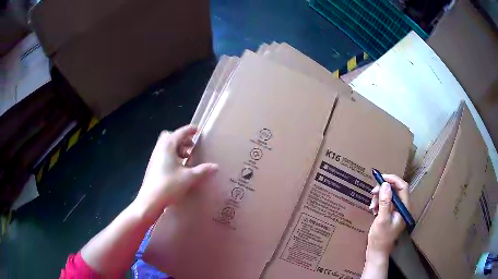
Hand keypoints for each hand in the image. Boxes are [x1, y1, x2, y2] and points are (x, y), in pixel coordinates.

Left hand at [133, 125, 217, 216]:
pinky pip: (164, 155)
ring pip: (166, 146)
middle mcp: (160, 148)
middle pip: (170, 137)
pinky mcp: (153, 166)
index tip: (198, 130)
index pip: (180, 133)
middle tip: (192, 147)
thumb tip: (215, 166)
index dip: (190, 130)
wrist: (150, 200)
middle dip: (182, 139)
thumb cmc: (169, 185)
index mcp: (168, 146)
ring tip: (187, 159)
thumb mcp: (189, 177)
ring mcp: (155, 158)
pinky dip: (172, 156)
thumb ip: (203, 170)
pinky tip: (179, 169)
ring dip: (177, 149)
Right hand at [366, 174, 408, 260]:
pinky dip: (379, 202)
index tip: (380, 178)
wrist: (377, 251)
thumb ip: (385, 202)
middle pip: (396, 190)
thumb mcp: (382, 219)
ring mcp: (397, 211)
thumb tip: (385, 185)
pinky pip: (386, 202)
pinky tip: (373, 208)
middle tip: (372, 192)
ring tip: (372, 204)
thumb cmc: (380, 238)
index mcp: (404, 208)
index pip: (402, 187)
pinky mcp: (391, 214)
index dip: (393, 179)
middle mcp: (402, 207)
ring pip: (390, 195)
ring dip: (380, 196)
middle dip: (384, 189)